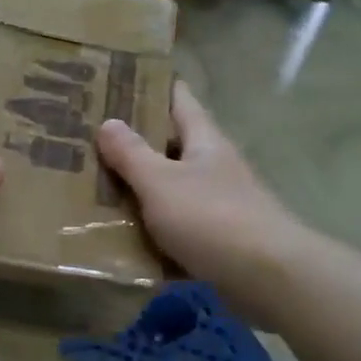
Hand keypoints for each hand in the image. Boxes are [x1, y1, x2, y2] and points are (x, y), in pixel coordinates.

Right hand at [96, 82, 304, 310]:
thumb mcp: (161, 182)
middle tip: (91, 139)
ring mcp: (221, 204)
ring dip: (142, 190)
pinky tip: (126, 241)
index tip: (119, 81)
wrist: (269, 279)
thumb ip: (132, 154)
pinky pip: (179, 229)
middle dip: (136, 142)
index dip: (152, 87)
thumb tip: (108, 122)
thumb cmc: (212, 218)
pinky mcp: (220, 241)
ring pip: (173, 189)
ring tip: (96, 189)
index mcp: (204, 140)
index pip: (179, 99)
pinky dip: (156, 233)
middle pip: (172, 145)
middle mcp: (215, 166)